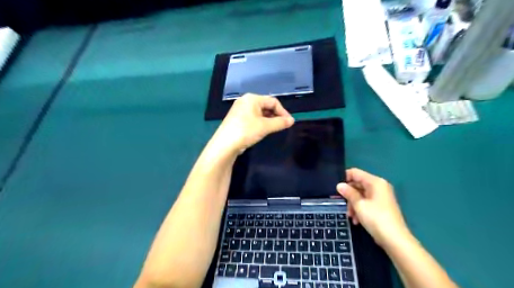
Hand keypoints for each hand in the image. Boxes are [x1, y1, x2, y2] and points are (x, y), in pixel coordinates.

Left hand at [211, 94, 295, 154]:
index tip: (289, 122)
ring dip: (269, 119)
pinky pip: (253, 117)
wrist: (225, 144)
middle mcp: (245, 101)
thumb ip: (280, 122)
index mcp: (252, 98)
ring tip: (275, 129)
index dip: (283, 111)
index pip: (273, 101)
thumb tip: (292, 121)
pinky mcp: (237, 119)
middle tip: (283, 126)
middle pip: (266, 105)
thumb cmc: (246, 131)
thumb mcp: (265, 126)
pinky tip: (263, 130)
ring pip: (259, 112)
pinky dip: (260, 122)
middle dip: (276, 115)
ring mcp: (240, 110)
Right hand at [338, 169, 409, 247]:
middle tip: (342, 204)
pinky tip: (357, 220)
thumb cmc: (376, 218)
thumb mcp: (359, 205)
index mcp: (375, 182)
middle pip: (358, 184)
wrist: (395, 240)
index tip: (336, 188)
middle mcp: (379, 186)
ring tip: (350, 216)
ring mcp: (381, 197)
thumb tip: (339, 185)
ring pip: (361, 195)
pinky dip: (360, 209)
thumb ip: (348, 193)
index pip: (355, 172)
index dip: (344, 178)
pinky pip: (366, 202)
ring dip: (353, 204)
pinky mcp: (381, 206)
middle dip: (349, 194)